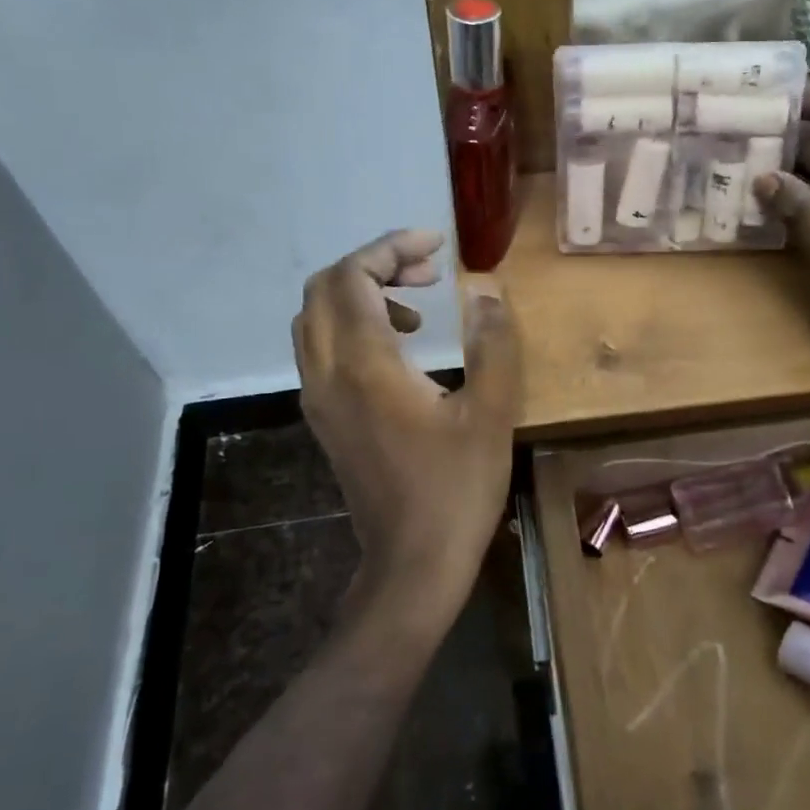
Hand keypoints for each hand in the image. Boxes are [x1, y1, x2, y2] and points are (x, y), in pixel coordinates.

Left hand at [293, 230, 521, 632]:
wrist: (412, 564)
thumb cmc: (456, 489)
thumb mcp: (490, 414)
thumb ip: (492, 345)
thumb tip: (487, 291)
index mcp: (364, 365)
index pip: (353, 276)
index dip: (390, 247)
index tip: (436, 245)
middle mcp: (326, 374)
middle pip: (324, 289)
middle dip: (374, 265)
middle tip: (428, 272)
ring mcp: (318, 400)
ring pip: (316, 319)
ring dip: (360, 295)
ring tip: (417, 310)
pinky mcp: (324, 421)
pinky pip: (321, 350)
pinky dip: (352, 327)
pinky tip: (400, 351)